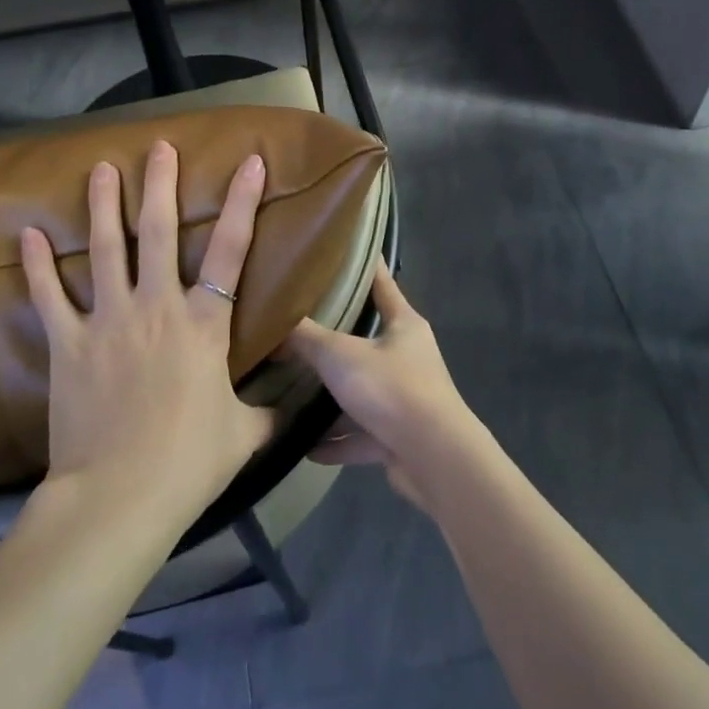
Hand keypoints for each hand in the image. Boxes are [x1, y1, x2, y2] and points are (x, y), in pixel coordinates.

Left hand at [20, 141, 276, 528]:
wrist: (120, 497)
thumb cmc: (189, 463)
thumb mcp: (244, 435)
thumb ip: (268, 411)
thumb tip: (297, 406)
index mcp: (204, 324)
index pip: (232, 250)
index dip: (244, 202)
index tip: (250, 162)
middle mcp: (157, 307)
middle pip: (161, 232)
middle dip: (160, 184)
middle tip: (159, 147)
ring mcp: (109, 320)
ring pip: (106, 249)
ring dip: (104, 205)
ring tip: (101, 168)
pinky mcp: (69, 343)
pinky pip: (50, 296)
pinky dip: (37, 265)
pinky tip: (27, 234)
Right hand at [285, 263, 478, 508]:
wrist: (433, 458)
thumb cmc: (391, 388)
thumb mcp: (340, 355)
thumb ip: (306, 338)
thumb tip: (275, 324)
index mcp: (404, 325)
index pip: (383, 283)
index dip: (365, 266)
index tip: (345, 250)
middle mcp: (408, 357)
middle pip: (368, 339)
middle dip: (336, 337)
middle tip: (299, 324)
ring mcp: (405, 399)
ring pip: (362, 390)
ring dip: (333, 396)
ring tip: (294, 390)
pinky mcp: (398, 437)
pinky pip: (360, 435)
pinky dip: (335, 441)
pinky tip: (304, 445)